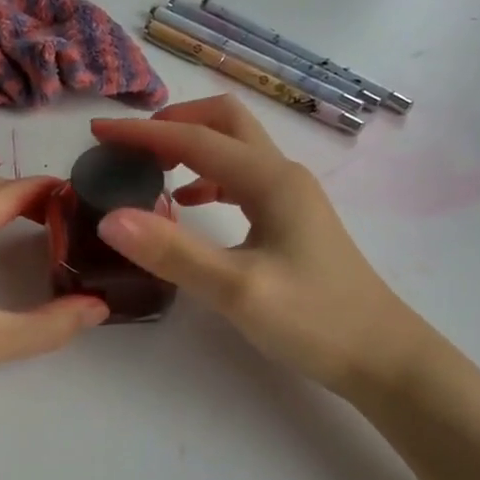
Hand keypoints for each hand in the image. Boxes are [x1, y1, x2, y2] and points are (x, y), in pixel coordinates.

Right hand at [89, 96, 424, 395]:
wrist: (382, 358)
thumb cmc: (315, 321)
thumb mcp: (236, 290)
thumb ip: (173, 252)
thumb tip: (110, 218)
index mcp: (270, 180)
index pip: (194, 139)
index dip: (142, 133)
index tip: (97, 132)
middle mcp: (281, 175)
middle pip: (223, 122)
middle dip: (173, 123)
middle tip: (129, 146)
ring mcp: (290, 196)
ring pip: (233, 148)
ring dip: (189, 147)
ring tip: (148, 170)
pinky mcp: (290, 219)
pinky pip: (240, 178)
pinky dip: (206, 176)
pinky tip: (188, 204)